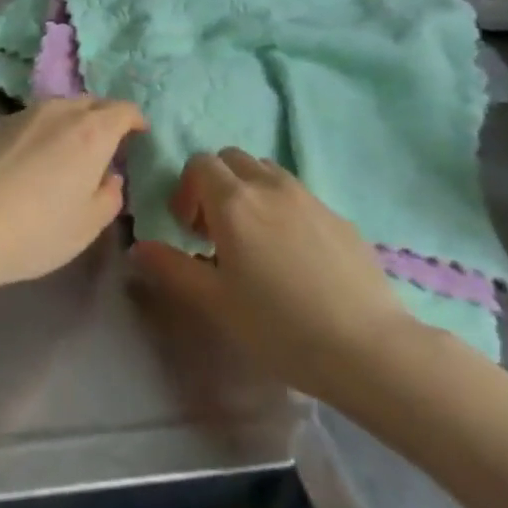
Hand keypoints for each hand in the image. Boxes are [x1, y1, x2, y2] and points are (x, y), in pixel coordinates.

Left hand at [0, 98, 143, 290]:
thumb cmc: (38, 229)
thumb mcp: (87, 225)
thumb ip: (108, 196)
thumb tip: (110, 177)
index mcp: (91, 132)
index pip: (123, 110)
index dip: (135, 120)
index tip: (139, 134)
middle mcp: (59, 112)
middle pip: (91, 102)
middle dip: (105, 117)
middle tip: (108, 144)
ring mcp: (24, 114)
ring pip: (60, 107)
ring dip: (73, 121)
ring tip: (71, 149)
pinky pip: (33, 118)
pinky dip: (45, 129)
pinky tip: (36, 157)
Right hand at [131, 149, 419, 402]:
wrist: (370, 349)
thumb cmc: (281, 327)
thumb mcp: (216, 303)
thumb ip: (172, 268)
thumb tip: (138, 247)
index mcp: (233, 201)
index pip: (200, 163)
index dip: (187, 189)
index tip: (190, 229)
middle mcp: (268, 185)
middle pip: (232, 158)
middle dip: (217, 183)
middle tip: (218, 229)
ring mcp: (308, 196)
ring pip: (267, 172)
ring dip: (251, 191)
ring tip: (256, 238)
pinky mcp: (338, 215)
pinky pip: (299, 195)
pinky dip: (284, 208)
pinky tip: (296, 257)